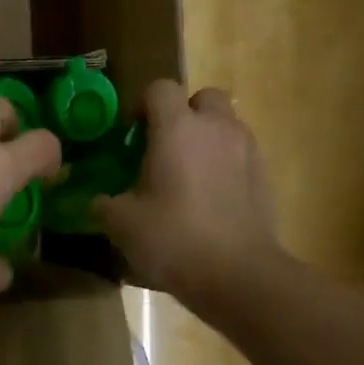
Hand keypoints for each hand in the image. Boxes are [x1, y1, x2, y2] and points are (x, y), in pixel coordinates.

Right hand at [95, 81, 282, 306]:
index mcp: (178, 128)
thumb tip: (98, 200)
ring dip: (206, 140)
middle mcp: (216, 128)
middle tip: (164, 148)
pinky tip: (209, 199)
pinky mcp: (265, 177)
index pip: (160, 88)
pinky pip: (240, 155)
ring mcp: (247, 151)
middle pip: (203, 98)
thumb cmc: (174, 239)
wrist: (239, 275)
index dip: (142, 106)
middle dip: (184, 114)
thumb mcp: (122, 223)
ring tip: (188, 176)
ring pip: (225, 126)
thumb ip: (105, 203)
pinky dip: (225, 165)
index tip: (131, 136)